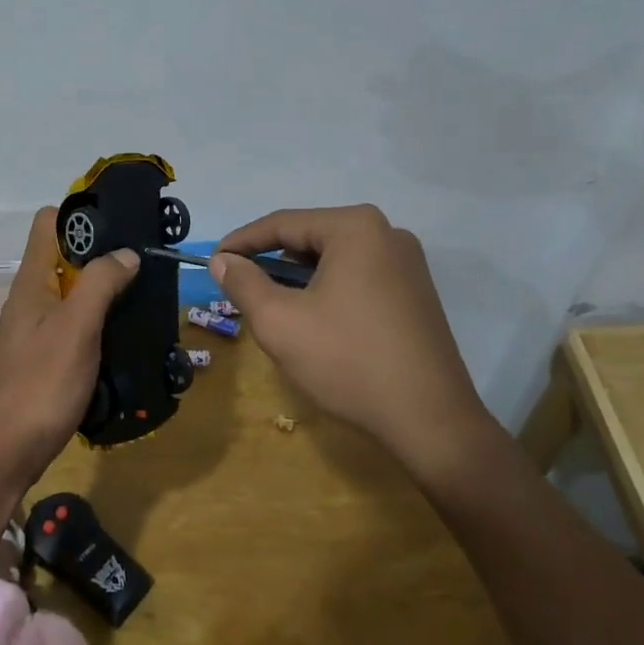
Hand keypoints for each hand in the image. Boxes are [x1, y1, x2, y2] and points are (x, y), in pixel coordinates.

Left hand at [0, 208, 139, 499]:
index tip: (120, 227)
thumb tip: (126, 253)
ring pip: (72, 293)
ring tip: (141, 297)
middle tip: (143, 265)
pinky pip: (73, 324)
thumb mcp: (77, 328)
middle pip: (64, 257)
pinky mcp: (44, 357)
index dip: (81, 217)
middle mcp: (30, 298)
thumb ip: (101, 283)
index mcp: (31, 282)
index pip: (48, 223)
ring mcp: (35, 329)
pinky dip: (97, 322)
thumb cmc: (42, 384)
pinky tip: (123, 335)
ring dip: (103, 291)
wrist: (8, 451)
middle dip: (102, 255)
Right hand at [210, 205, 498, 471]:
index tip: (213, 262)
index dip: (241, 242)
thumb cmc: (348, 362)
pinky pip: (358, 276)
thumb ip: (243, 283)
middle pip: (310, 237)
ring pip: (334, 259)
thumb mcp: (280, 322)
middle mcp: (387, 232)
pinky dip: (328, 289)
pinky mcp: (416, 292)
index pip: (282, 224)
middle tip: (239, 285)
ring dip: (298, 277)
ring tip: (271, 304)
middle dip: (270, 260)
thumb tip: (223, 260)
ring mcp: (407, 263)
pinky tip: (313, 318)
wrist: (431, 420)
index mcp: (355, 228)